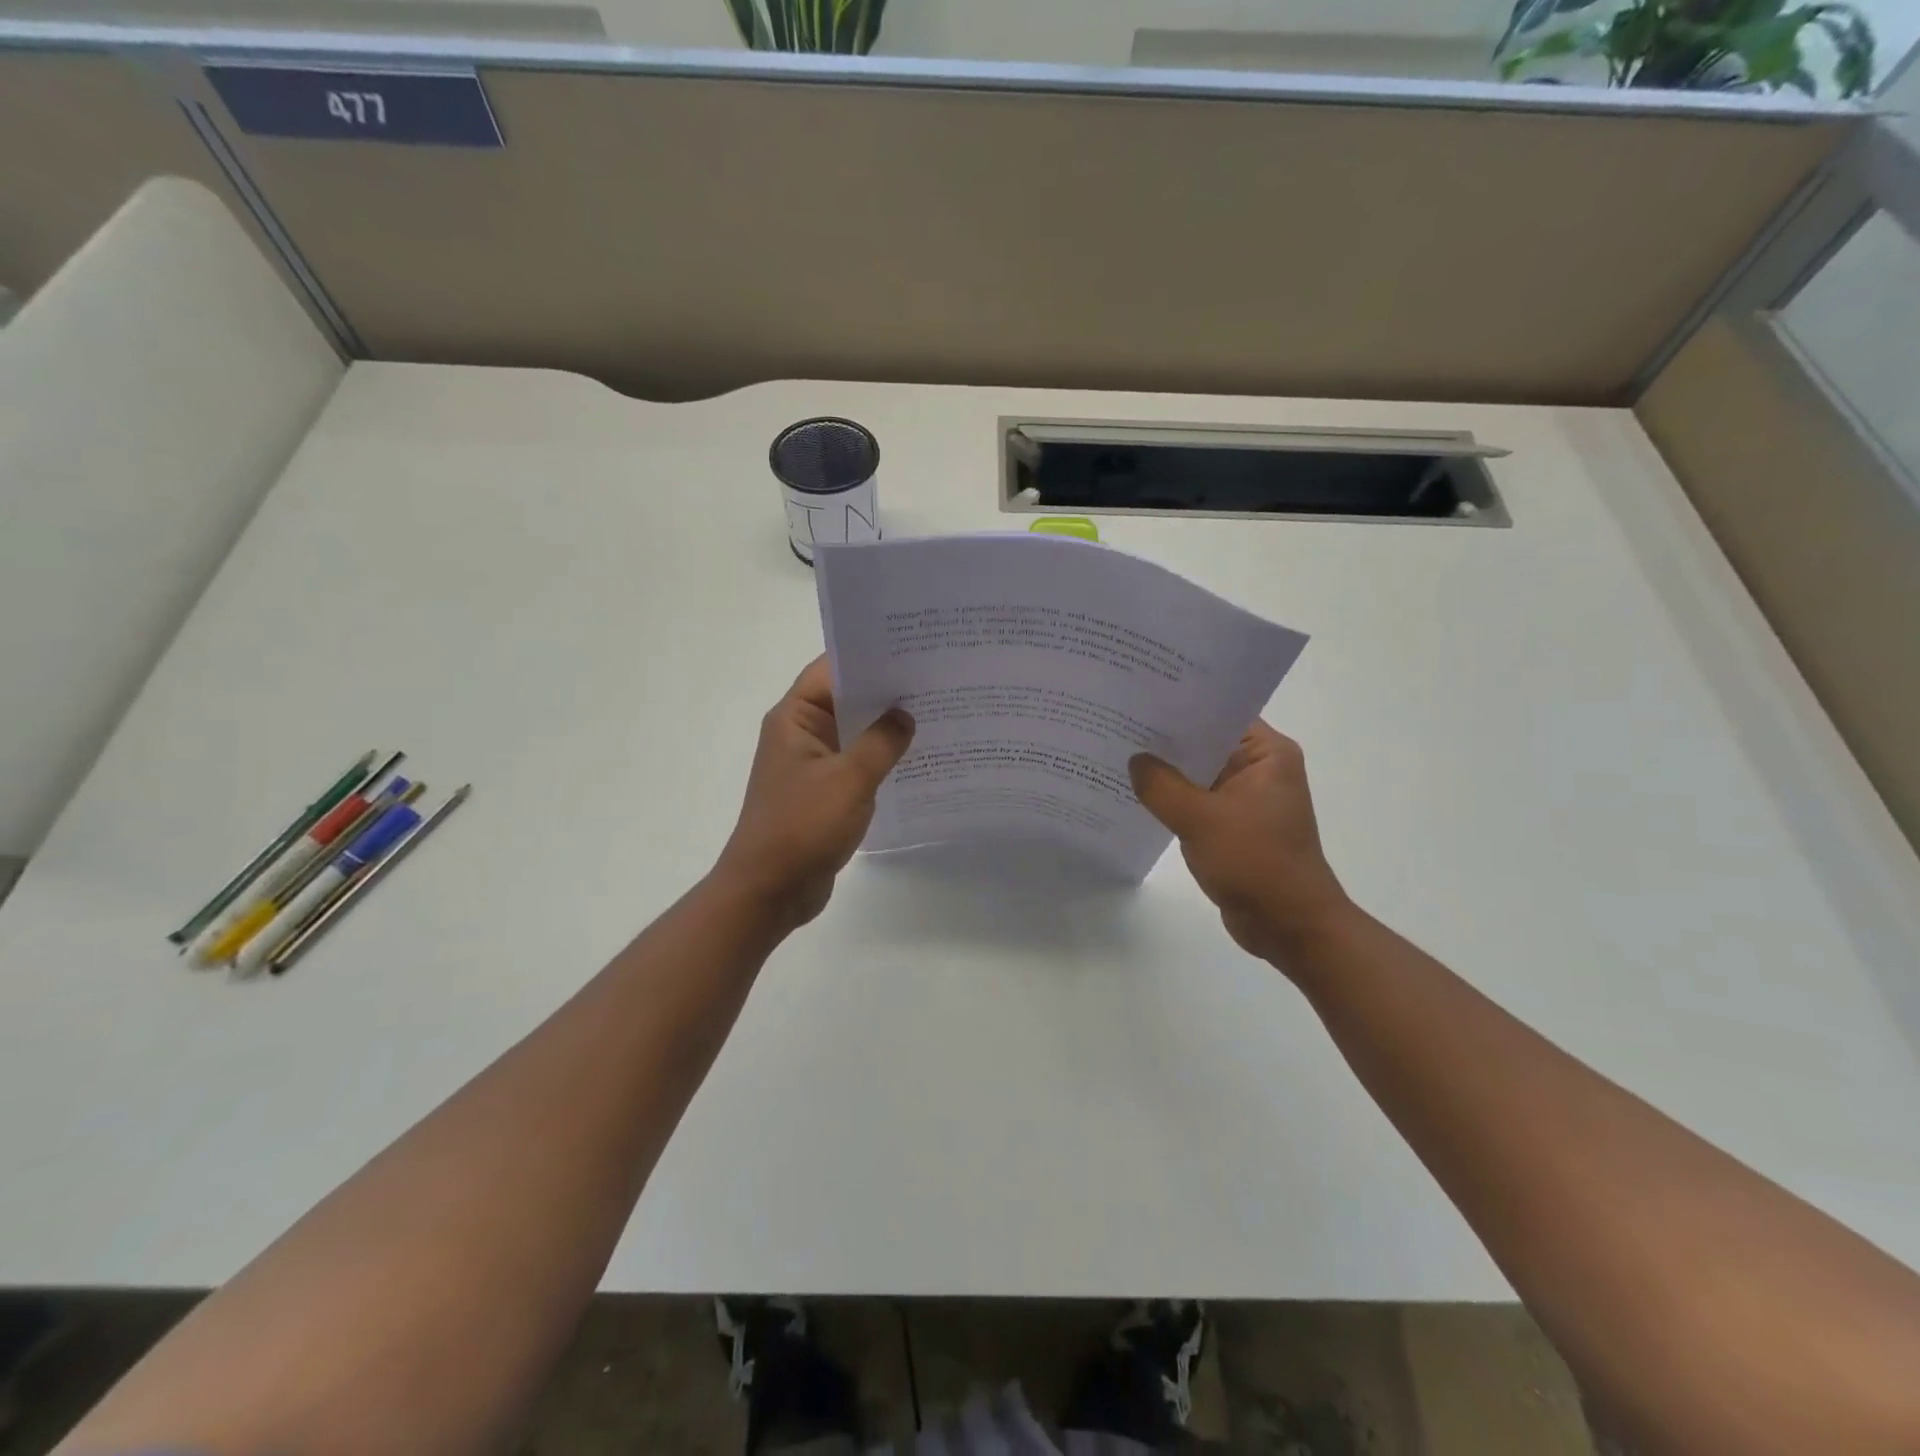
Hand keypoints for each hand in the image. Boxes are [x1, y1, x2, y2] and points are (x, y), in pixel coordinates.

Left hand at [714, 657, 914, 930]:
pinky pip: (856, 763)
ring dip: (886, 727)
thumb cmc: (802, 827)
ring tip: (935, 712)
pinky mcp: (824, 791)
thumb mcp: (849, 779)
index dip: (868, 657)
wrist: (770, 890)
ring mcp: (812, 764)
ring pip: (854, 732)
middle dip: (886, 691)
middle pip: (845, 698)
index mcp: (795, 718)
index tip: (911, 649)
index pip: (831, 670)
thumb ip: (881, 742)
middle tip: (935, 678)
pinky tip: (917, 757)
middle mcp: (801, 733)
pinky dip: (881, 758)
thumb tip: (905, 715)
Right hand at [1130, 721, 1350, 967]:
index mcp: (1267, 754)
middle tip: (1116, 722)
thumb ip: (1161, 785)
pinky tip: (1135, 793)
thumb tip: (1135, 760)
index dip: (1180, 704)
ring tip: (1117, 752)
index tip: (1138, 695)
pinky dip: (1172, 798)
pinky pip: (1196, 801)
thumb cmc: (1256, 863)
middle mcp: (1259, 768)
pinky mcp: (1233, 825)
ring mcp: (1246, 798)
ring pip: (1197, 773)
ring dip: (1165, 770)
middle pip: (1205, 741)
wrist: (1290, 926)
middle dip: (1165, 738)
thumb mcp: (1201, 819)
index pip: (1219, 713)